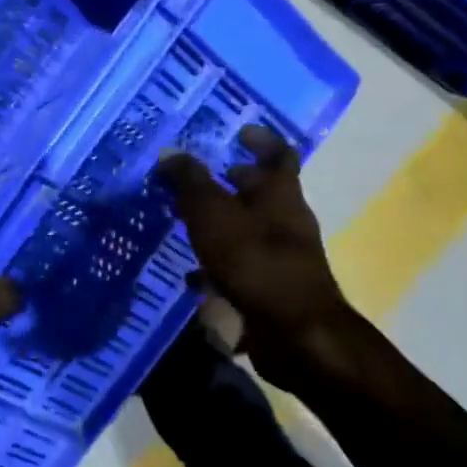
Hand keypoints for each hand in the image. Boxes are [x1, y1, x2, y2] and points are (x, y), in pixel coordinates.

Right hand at [156, 126, 366, 389]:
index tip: (240, 131)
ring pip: (248, 228)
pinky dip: (217, 261)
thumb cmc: (255, 262)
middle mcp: (286, 221)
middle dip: (231, 181)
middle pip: (262, 192)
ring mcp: (281, 257)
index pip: (280, 155)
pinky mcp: (271, 288)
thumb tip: (171, 153)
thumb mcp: (213, 214)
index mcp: (280, 195)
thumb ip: (190, 182)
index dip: (262, 140)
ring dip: (220, 221)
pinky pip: (241, 264)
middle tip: (195, 177)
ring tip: (184, 220)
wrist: (295, 336)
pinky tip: (190, 271)